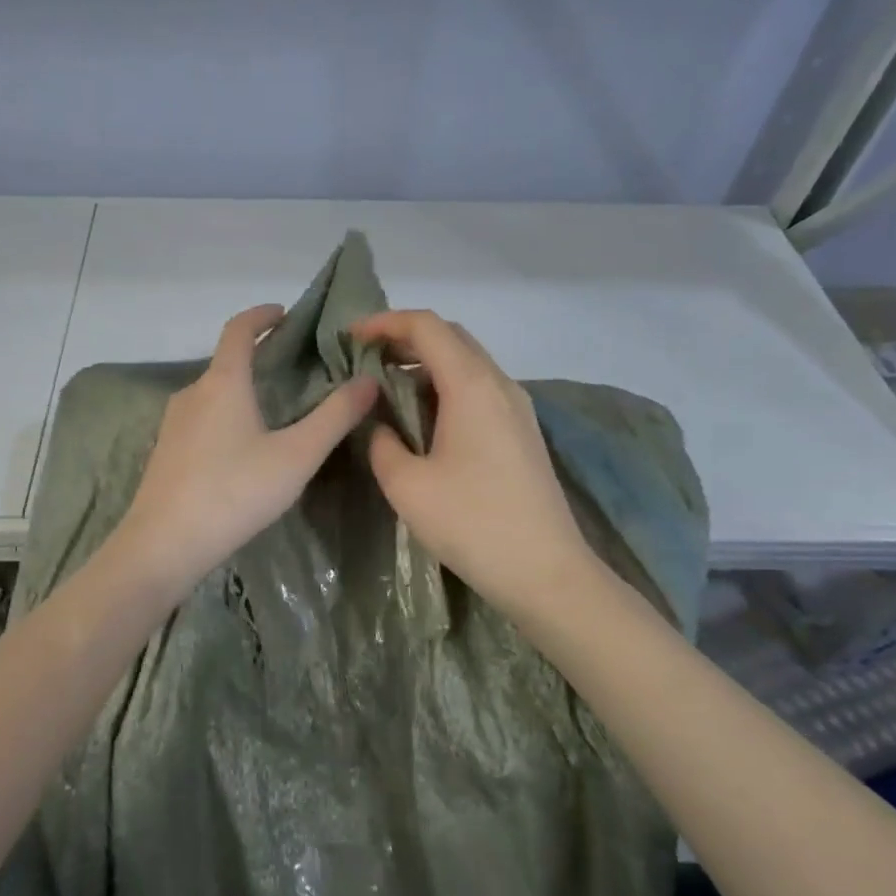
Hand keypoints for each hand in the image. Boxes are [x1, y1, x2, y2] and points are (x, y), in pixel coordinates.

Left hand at [114, 304, 378, 598]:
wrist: (164, 545)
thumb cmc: (234, 492)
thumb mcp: (296, 456)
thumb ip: (334, 417)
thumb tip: (368, 380)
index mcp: (222, 381)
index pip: (238, 329)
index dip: (261, 315)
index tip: (285, 314)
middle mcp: (193, 392)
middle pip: (227, 361)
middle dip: (259, 357)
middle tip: (296, 370)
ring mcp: (173, 422)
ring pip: (214, 393)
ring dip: (243, 390)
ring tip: (277, 410)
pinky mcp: (166, 450)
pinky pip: (202, 418)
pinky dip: (227, 415)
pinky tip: (244, 447)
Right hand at [350, 310, 600, 626]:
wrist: (546, 572)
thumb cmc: (472, 524)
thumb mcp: (407, 485)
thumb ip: (382, 443)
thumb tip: (380, 426)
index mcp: (471, 386)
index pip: (427, 327)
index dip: (385, 322)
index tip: (350, 337)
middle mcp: (499, 384)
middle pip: (451, 336)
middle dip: (404, 338)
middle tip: (364, 357)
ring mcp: (516, 407)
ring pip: (467, 362)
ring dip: (425, 363)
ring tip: (386, 386)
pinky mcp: (521, 431)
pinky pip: (478, 388)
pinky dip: (444, 386)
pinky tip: (422, 416)